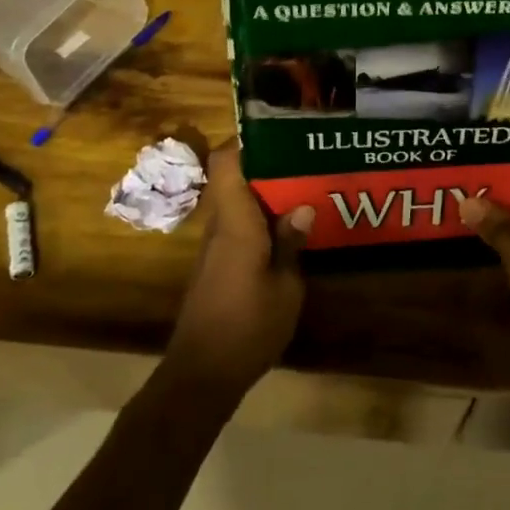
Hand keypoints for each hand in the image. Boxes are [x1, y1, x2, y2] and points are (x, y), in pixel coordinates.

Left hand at [165, 143, 311, 399]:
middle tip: (308, 162)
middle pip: (235, 181)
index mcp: (235, 223)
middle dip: (269, 168)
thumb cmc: (247, 327)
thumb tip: (302, 205)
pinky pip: (238, 228)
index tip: (279, 134)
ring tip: (306, 192)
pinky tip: (288, 233)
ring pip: (238, 205)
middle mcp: (219, 227)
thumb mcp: (286, 287)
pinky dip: (261, 222)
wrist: (201, 376)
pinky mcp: (216, 267)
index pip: (226, 164)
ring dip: (267, 197)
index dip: (247, 142)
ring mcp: (214, 248)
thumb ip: (291, 243)